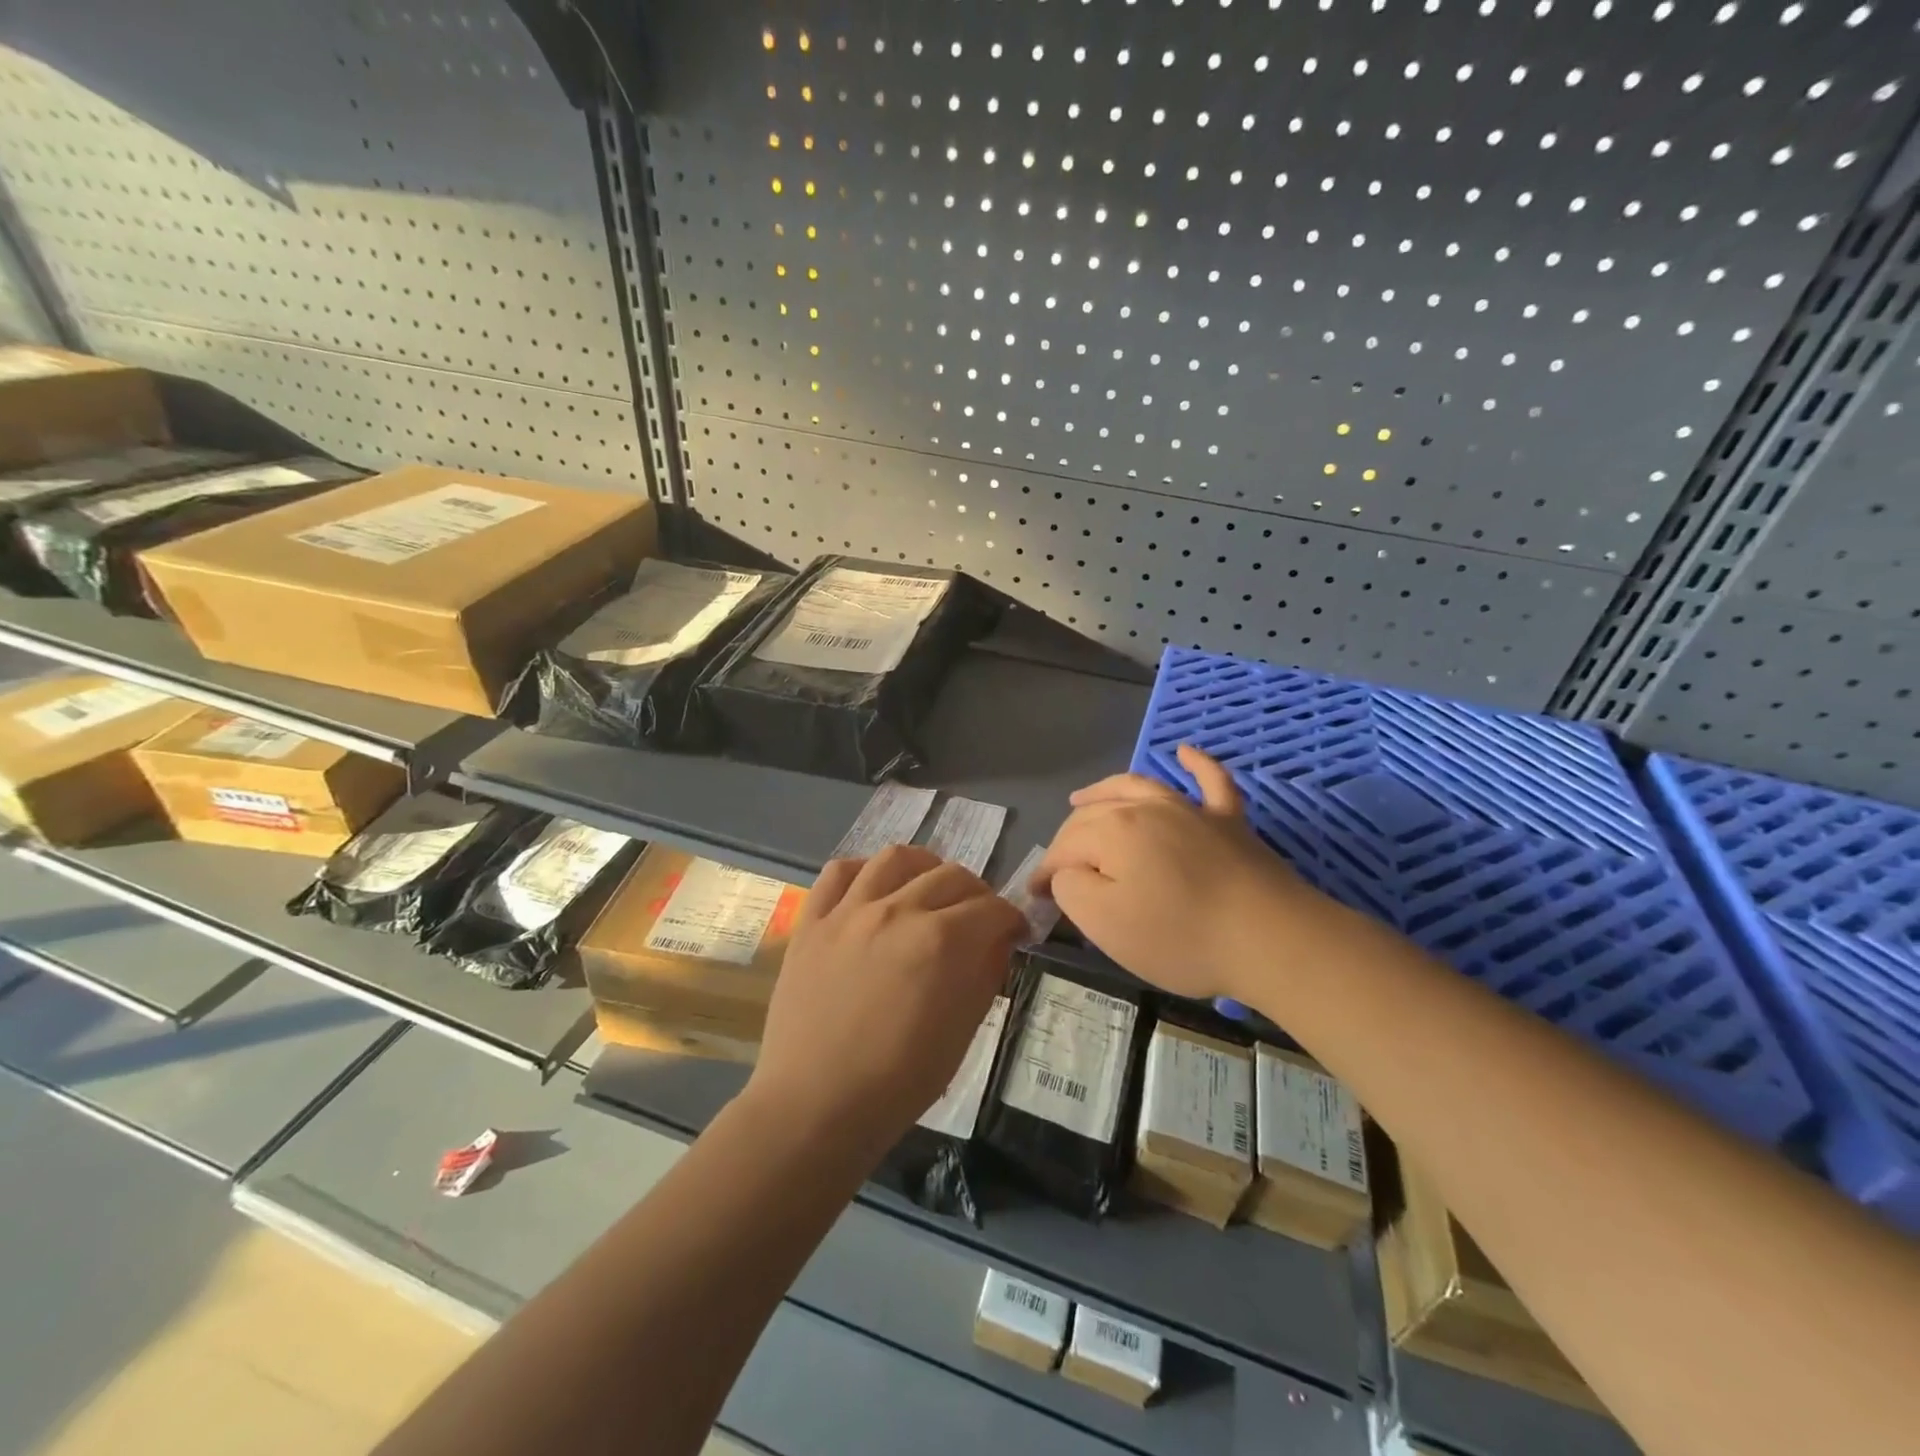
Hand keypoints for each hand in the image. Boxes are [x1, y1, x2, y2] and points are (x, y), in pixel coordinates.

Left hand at [747, 844, 1028, 1156]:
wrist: (816, 1106)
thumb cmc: (898, 1082)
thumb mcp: (962, 1033)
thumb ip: (985, 975)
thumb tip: (998, 941)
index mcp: (941, 941)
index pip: (992, 908)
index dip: (1012, 918)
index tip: (1015, 932)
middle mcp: (898, 910)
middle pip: (951, 876)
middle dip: (977, 893)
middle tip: (978, 917)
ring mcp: (849, 911)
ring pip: (895, 858)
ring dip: (924, 867)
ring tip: (928, 886)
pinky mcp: (812, 921)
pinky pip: (838, 872)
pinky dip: (862, 870)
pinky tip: (873, 887)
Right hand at [1033, 744, 1317, 1002]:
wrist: (1271, 938)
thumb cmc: (1180, 935)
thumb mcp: (1105, 923)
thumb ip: (1072, 889)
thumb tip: (1068, 871)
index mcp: (1112, 831)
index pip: (1064, 848)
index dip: (1047, 873)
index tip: (1037, 899)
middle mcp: (1146, 807)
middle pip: (1094, 816)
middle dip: (1068, 840)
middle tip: (1059, 870)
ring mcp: (1191, 809)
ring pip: (1137, 787)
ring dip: (1105, 790)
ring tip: (1082, 798)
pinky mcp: (1229, 821)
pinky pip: (1210, 781)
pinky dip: (1196, 764)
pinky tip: (1185, 752)